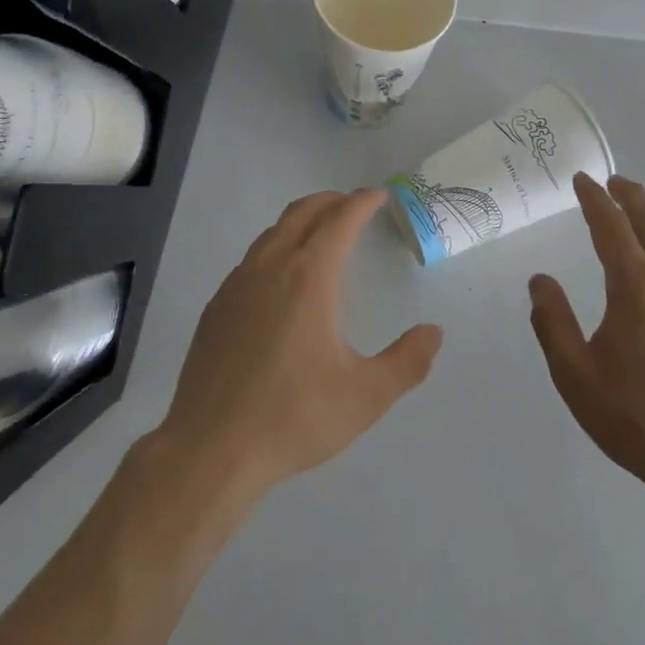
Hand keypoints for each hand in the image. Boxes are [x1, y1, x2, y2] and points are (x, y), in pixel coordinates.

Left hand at [154, 189, 443, 501]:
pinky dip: (275, 248)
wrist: (211, 449)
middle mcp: (271, 268)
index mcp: (309, 277)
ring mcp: (237, 285)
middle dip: (331, 201)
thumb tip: (434, 332)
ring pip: (272, 233)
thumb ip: (407, 362)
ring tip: (320, 233)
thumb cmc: (294, 417)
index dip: (361, 203)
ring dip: (300, 221)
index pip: (340, 220)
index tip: (379, 195)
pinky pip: (251, 259)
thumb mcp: (366, 396)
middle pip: (302, 214)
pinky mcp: (216, 308)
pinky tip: (280, 278)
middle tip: (352, 205)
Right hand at [528, 173, 644, 494]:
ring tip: (635, 203)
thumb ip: (552, 321)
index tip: (581, 180)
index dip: (595, 201)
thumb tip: (540, 280)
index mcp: (636, 288)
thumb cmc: (632, 416)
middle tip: (611, 179)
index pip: (612, 228)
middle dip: (630, 197)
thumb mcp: (574, 372)